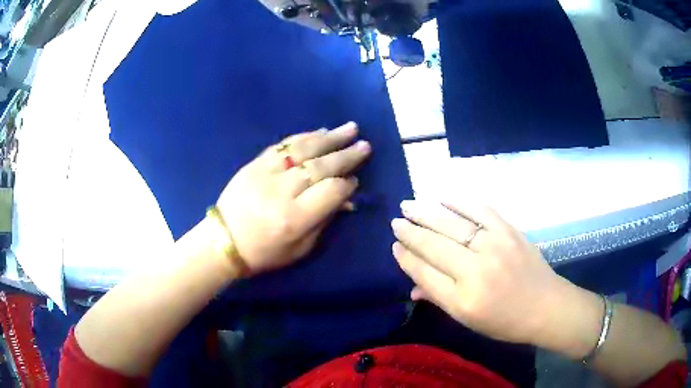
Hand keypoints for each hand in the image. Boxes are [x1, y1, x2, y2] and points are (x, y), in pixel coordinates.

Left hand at [217, 122, 370, 274]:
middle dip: (346, 155)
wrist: (223, 241)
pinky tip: (320, 132)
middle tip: (365, 145)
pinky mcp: (255, 163)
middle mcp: (282, 191)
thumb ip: (324, 221)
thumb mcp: (300, 249)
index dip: (347, 185)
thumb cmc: (264, 252)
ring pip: (303, 149)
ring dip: (330, 138)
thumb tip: (346, 199)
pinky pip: (283, 145)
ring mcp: (266, 173)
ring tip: (351, 128)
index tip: (355, 180)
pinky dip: (304, 137)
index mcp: (294, 218)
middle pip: (321, 167)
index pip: (330, 191)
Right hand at [391, 199, 571, 344]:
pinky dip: (458, 201)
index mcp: (463, 299)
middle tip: (396, 221)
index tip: (394, 246)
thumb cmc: (505, 321)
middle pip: (434, 245)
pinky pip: (479, 209)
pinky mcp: (509, 230)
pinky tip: (442, 196)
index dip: (406, 258)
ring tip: (408, 205)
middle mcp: (476, 270)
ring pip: (452, 224)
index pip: (425, 272)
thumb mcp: (468, 320)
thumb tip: (412, 287)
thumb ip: (439, 299)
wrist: (546, 306)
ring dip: (426, 212)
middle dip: (410, 232)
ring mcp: (494, 245)